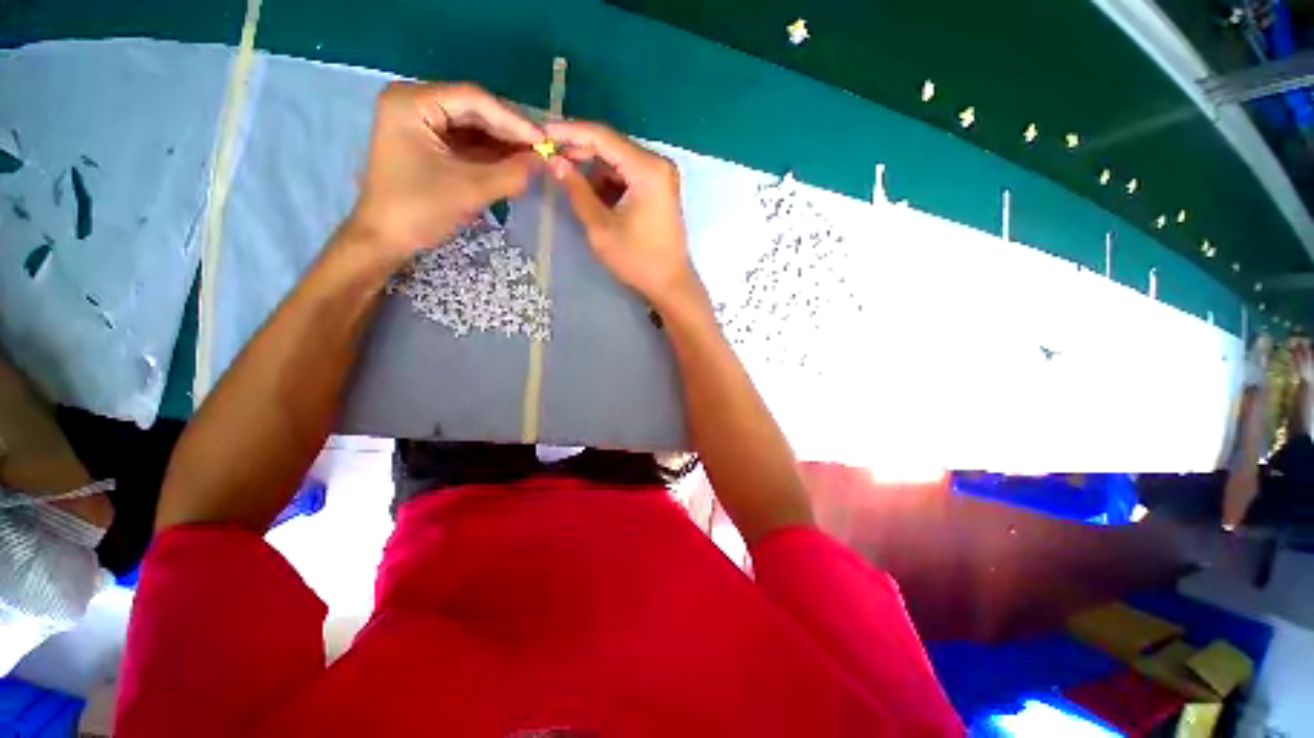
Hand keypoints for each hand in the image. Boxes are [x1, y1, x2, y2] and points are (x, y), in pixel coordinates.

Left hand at [348, 82, 543, 259]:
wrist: (386, 239)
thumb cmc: (420, 210)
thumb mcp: (471, 190)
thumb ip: (512, 173)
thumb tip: (545, 161)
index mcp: (412, 102)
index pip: (474, 99)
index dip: (513, 120)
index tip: (544, 142)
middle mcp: (414, 101)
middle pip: (474, 110)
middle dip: (510, 132)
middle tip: (543, 151)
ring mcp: (420, 122)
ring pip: (473, 126)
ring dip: (504, 144)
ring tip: (534, 159)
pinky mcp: (427, 142)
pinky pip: (466, 141)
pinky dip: (491, 154)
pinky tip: (515, 164)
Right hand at [545, 120, 697, 310]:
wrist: (670, 284)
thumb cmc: (637, 260)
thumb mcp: (601, 227)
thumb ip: (577, 191)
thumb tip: (554, 162)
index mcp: (647, 169)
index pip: (602, 137)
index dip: (569, 132)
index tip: (541, 133)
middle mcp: (658, 164)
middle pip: (612, 146)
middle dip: (580, 152)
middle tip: (549, 157)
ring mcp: (662, 176)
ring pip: (619, 162)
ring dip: (594, 170)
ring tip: (568, 181)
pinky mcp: (660, 190)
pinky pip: (629, 176)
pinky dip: (609, 182)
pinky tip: (592, 196)